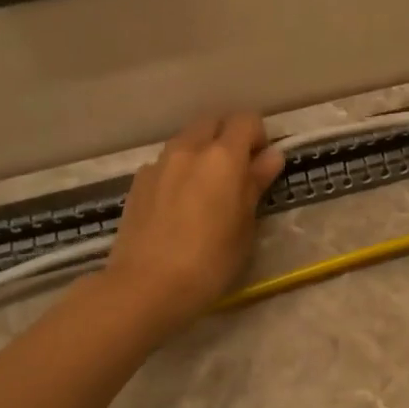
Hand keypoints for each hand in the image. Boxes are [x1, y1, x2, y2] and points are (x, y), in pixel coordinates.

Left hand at [103, 113, 284, 332]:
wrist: (146, 287)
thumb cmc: (210, 261)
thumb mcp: (244, 226)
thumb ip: (256, 184)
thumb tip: (271, 156)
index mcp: (223, 157)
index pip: (246, 120)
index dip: (258, 137)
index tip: (261, 166)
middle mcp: (188, 149)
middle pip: (212, 122)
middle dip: (228, 138)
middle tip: (236, 174)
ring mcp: (158, 164)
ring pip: (186, 141)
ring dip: (201, 153)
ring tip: (205, 191)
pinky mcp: (137, 183)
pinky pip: (165, 164)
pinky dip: (178, 172)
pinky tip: (177, 207)